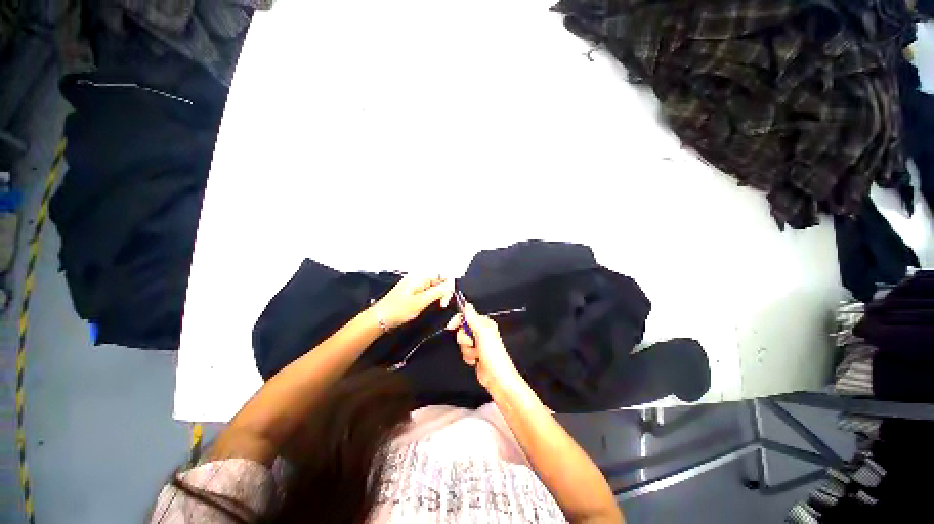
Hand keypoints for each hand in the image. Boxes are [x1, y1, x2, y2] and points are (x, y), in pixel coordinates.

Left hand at [371, 274, 453, 329]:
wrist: (379, 319)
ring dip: (437, 296)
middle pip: (438, 280)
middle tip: (442, 305)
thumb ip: (438, 292)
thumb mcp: (421, 302)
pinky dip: (430, 298)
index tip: (446, 300)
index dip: (448, 286)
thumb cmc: (397, 310)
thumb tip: (451, 285)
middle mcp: (418, 277)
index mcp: (420, 276)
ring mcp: (414, 284)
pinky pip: (427, 291)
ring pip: (433, 287)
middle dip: (443, 292)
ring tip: (433, 306)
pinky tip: (426, 305)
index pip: (442, 275)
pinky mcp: (412, 291)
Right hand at [445, 302, 518, 389]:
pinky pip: (464, 352)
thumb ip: (473, 318)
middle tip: (472, 343)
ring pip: (462, 342)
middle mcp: (481, 332)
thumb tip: (467, 304)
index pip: (467, 316)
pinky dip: (467, 357)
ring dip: (466, 350)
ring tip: (476, 354)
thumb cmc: (493, 354)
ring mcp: (478, 344)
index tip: (450, 327)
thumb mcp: (482, 333)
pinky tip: (475, 361)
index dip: (458, 321)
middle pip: (462, 329)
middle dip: (464, 339)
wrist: (497, 377)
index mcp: (485, 323)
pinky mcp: (475, 354)